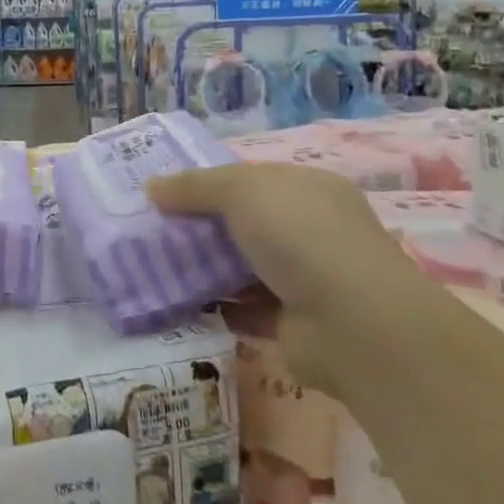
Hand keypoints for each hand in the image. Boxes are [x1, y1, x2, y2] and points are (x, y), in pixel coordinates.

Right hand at [147, 163, 431, 392]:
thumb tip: (151, 187)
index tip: (168, 193)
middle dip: (203, 226)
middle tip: (154, 229)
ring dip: (208, 268)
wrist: (352, 324)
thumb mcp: (240, 191)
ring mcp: (307, 279)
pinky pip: (247, 309)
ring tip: (158, 266)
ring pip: (244, 267)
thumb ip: (194, 187)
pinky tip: (183, 302)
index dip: (211, 183)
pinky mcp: (295, 324)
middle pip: (246, 223)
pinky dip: (220, 307)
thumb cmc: (300, 236)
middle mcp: (313, 231)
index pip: (253, 179)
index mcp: (310, 190)